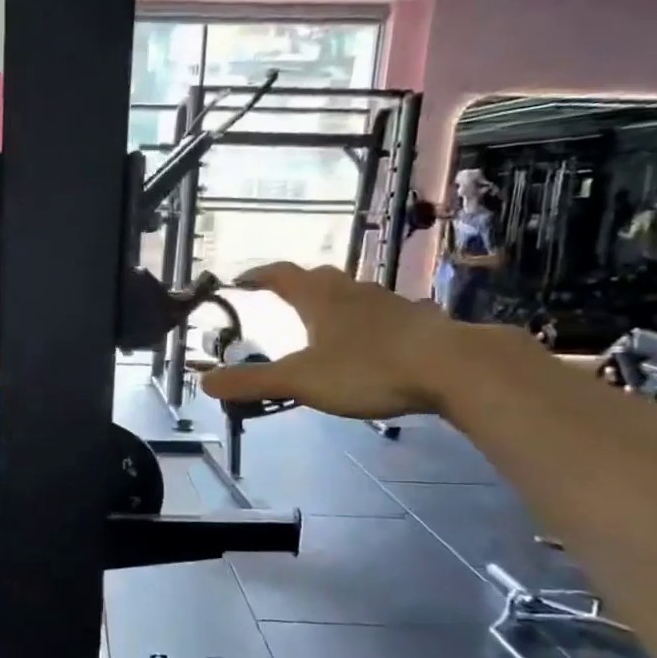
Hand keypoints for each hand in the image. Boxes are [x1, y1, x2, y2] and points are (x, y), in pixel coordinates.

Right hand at [199, 262, 457, 419]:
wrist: (453, 367)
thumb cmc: (368, 368)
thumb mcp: (301, 380)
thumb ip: (252, 382)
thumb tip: (204, 382)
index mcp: (320, 299)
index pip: (281, 276)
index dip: (259, 275)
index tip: (241, 279)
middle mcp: (353, 292)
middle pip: (319, 279)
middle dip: (296, 285)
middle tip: (281, 297)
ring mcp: (389, 303)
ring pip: (354, 294)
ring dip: (334, 302)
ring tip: (324, 321)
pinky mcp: (418, 321)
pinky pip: (384, 313)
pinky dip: (368, 321)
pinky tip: (373, 340)